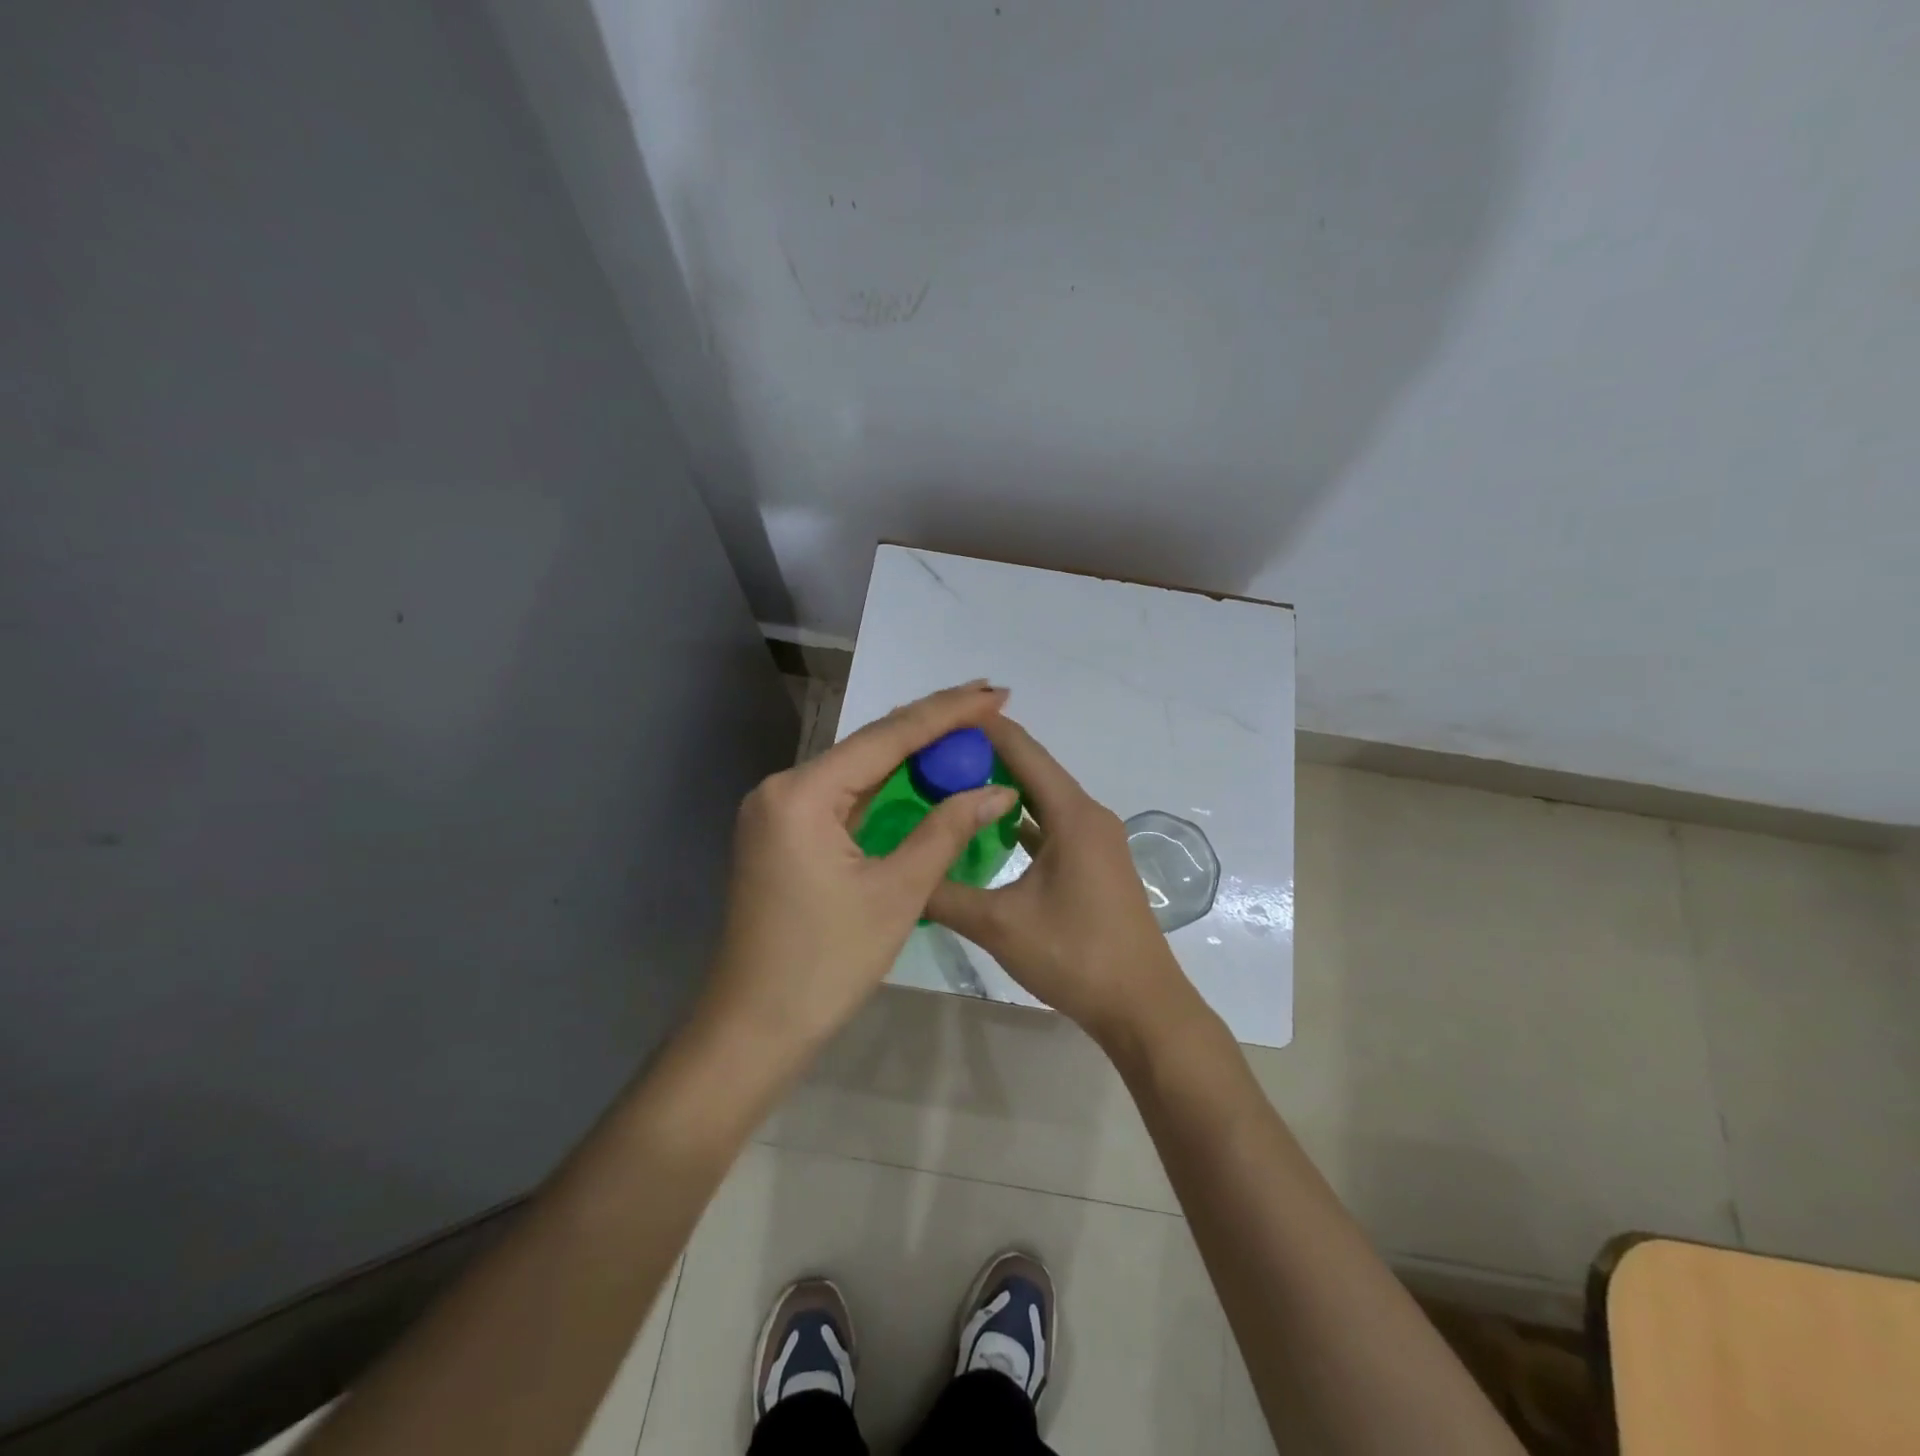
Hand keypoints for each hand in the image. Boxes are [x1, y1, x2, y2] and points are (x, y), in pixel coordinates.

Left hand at [704, 681, 1020, 1051]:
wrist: (753, 1028)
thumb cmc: (826, 964)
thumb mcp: (897, 892)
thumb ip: (946, 830)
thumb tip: (997, 789)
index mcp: (802, 792)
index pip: (886, 736)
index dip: (946, 713)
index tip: (994, 692)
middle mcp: (782, 787)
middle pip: (868, 745)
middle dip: (930, 724)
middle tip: (988, 703)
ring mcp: (777, 811)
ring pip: (856, 769)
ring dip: (909, 753)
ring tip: (965, 728)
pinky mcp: (782, 834)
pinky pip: (842, 797)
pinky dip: (884, 786)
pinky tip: (919, 773)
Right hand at [926, 715, 1199, 1046]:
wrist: (1142, 1006)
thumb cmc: (1075, 957)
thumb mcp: (999, 925)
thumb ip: (944, 894)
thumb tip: (899, 872)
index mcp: (1072, 815)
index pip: (1023, 750)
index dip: (982, 727)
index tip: (939, 716)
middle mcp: (1088, 815)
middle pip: (1032, 768)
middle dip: (984, 755)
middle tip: (932, 752)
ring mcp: (1095, 839)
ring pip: (1042, 798)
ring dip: (1001, 787)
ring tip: (950, 782)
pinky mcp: (1094, 862)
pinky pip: (1051, 825)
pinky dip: (1020, 819)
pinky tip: (986, 829)